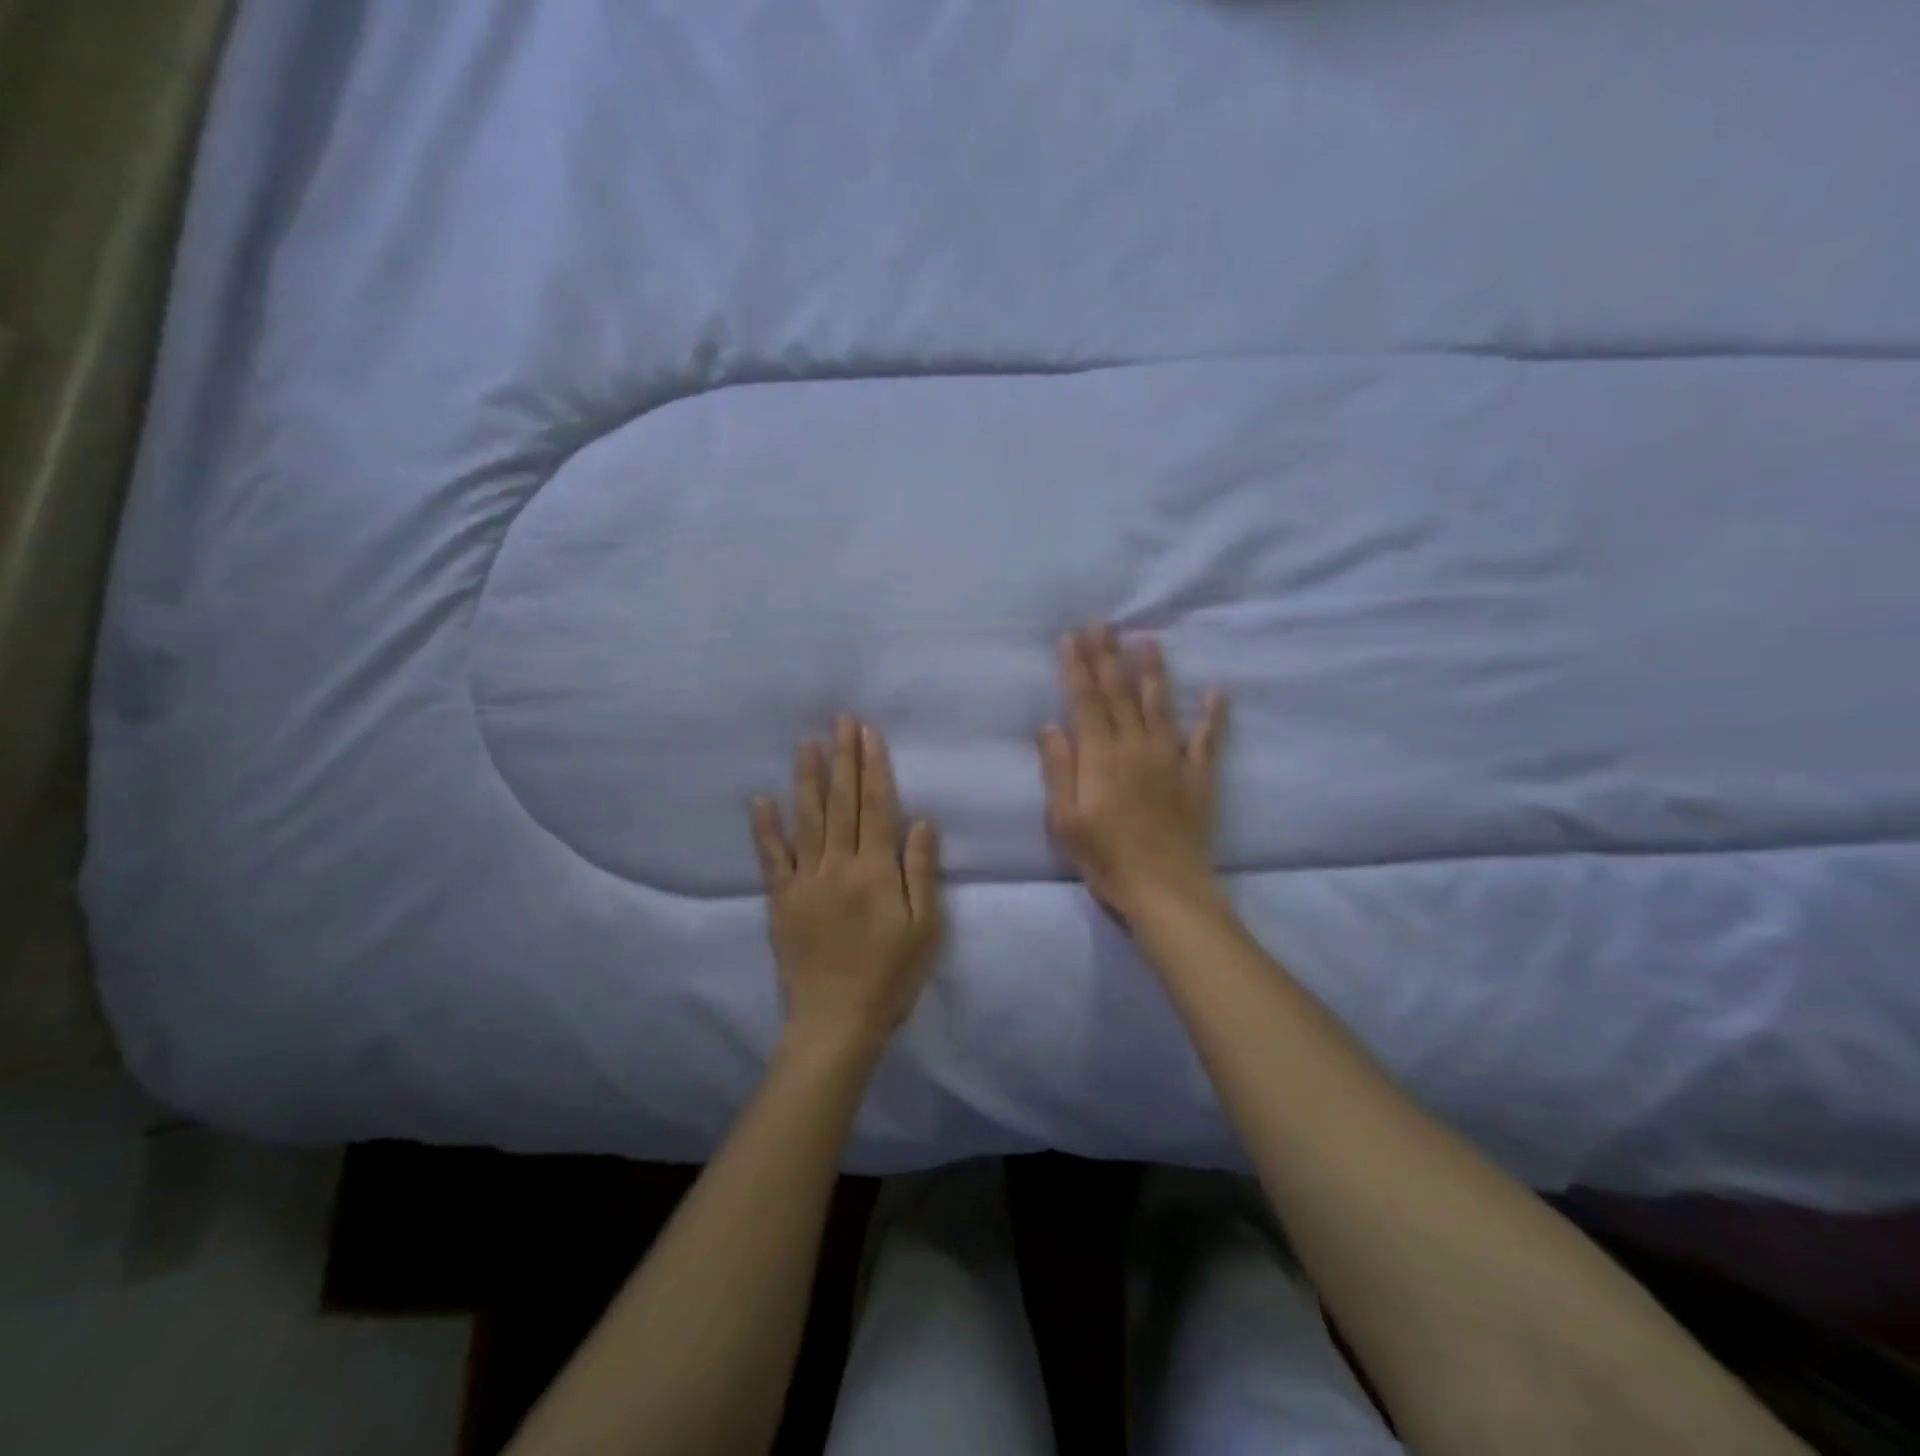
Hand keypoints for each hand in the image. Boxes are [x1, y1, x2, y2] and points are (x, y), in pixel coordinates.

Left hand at [751, 716, 943, 1059]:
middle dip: (843, 758)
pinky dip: (765, 827)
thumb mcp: (925, 929)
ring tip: (806, 742)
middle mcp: (839, 865)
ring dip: (807, 778)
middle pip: (842, 802)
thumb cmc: (890, 977)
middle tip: (840, 720)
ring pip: (807, 818)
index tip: (867, 732)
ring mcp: (805, 880)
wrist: (835, 1023)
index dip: (873, 767)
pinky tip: (761, 798)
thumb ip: (922, 873)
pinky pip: (771, 857)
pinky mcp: (781, 900)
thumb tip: (921, 821)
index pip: (877, 806)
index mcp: (877, 871)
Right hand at [1039, 625, 1227, 919]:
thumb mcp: (1065, 820)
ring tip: (1148, 640)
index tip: (1072, 637)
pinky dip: (1213, 715)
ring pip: (1160, 705)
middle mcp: (1136, 747)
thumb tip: (1050, 726)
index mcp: (1101, 757)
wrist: (1165, 889)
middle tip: (1105, 623)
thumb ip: (1058, 770)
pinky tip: (1217, 692)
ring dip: (1153, 672)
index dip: (1078, 667)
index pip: (1086, 701)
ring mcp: (1171, 759)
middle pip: (1120, 693)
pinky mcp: (1198, 778)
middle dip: (1110, 656)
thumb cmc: (1106, 859)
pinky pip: (1207, 740)